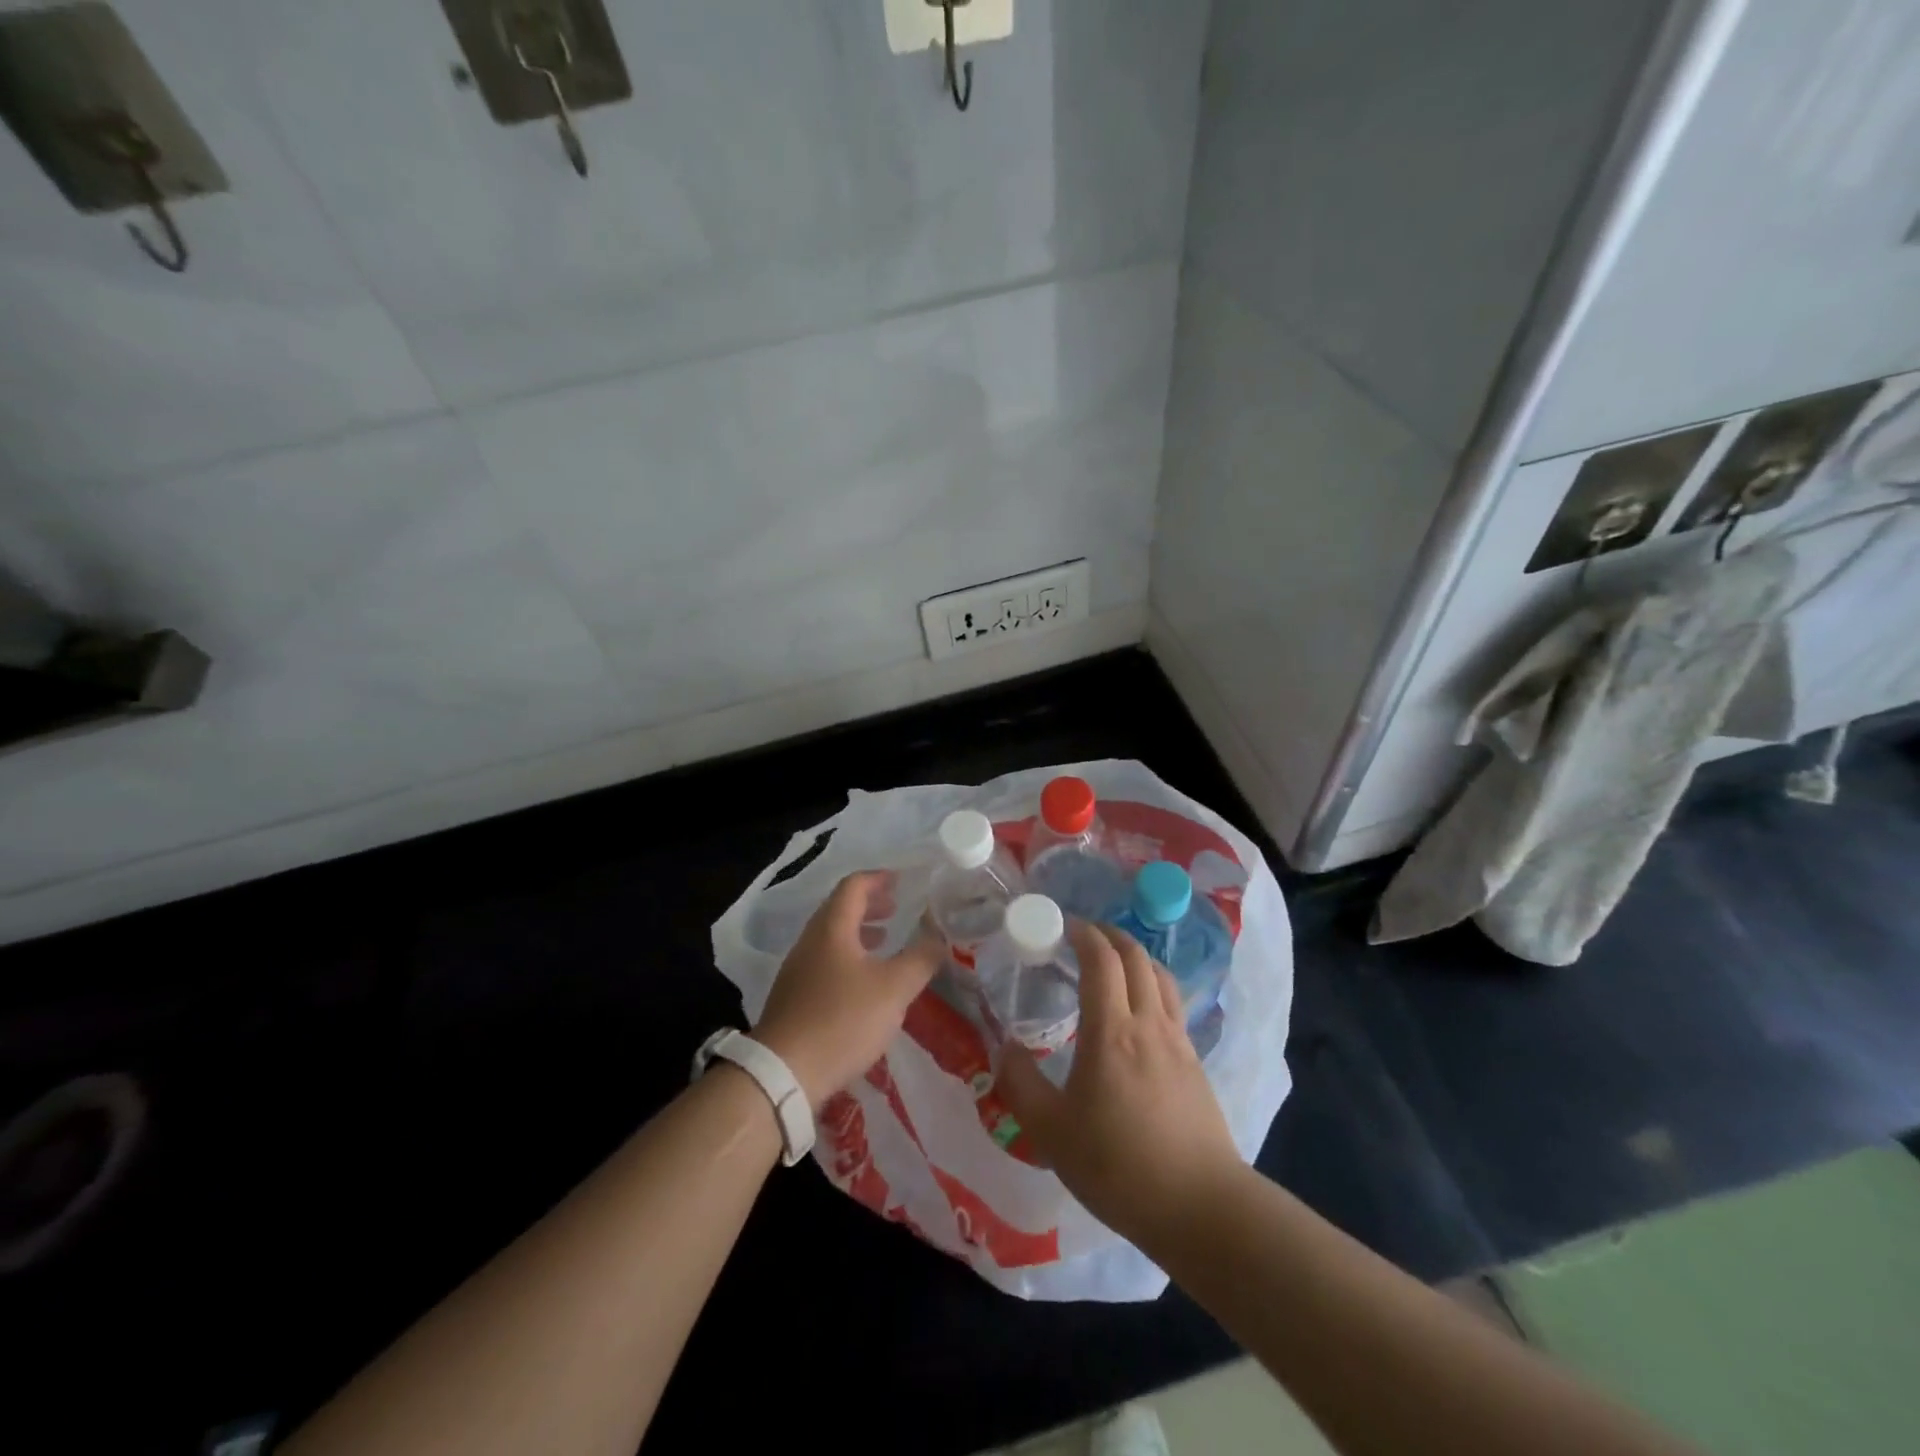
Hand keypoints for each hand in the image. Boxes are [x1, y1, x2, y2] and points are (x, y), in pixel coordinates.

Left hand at [753, 871, 942, 1110]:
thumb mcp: (893, 989)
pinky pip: (825, 961)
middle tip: (897, 909)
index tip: (901, 880)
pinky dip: (849, 957)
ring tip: (885, 942)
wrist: (783, 1073)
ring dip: (859, 932)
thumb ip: (920, 959)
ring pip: (831, 937)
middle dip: (870, 905)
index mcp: (831, 928)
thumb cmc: (842, 1020)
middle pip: (839, 909)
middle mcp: (810, 941)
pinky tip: (865, 983)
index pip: (853, 886)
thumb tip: (939, 937)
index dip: (878, 878)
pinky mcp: (794, 997)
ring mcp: (797, 970)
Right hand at [996, 921, 1240, 1242]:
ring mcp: (1178, 1041)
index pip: (1101, 960)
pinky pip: (1172, 1003)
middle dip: (1110, 935)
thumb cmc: (1118, 1166)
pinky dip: (1152, 985)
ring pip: (1160, 976)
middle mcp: (1148, 1023)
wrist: (1200, 1207)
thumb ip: (1021, 1084)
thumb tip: (1004, 1047)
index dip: (1084, 934)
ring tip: (1113, 963)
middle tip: (1085, 935)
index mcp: (1111, 1031)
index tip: (1064, 925)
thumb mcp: (1051, 1132)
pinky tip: (1140, 1010)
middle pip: (1135, 957)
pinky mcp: (1195, 1062)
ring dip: (1135, 956)